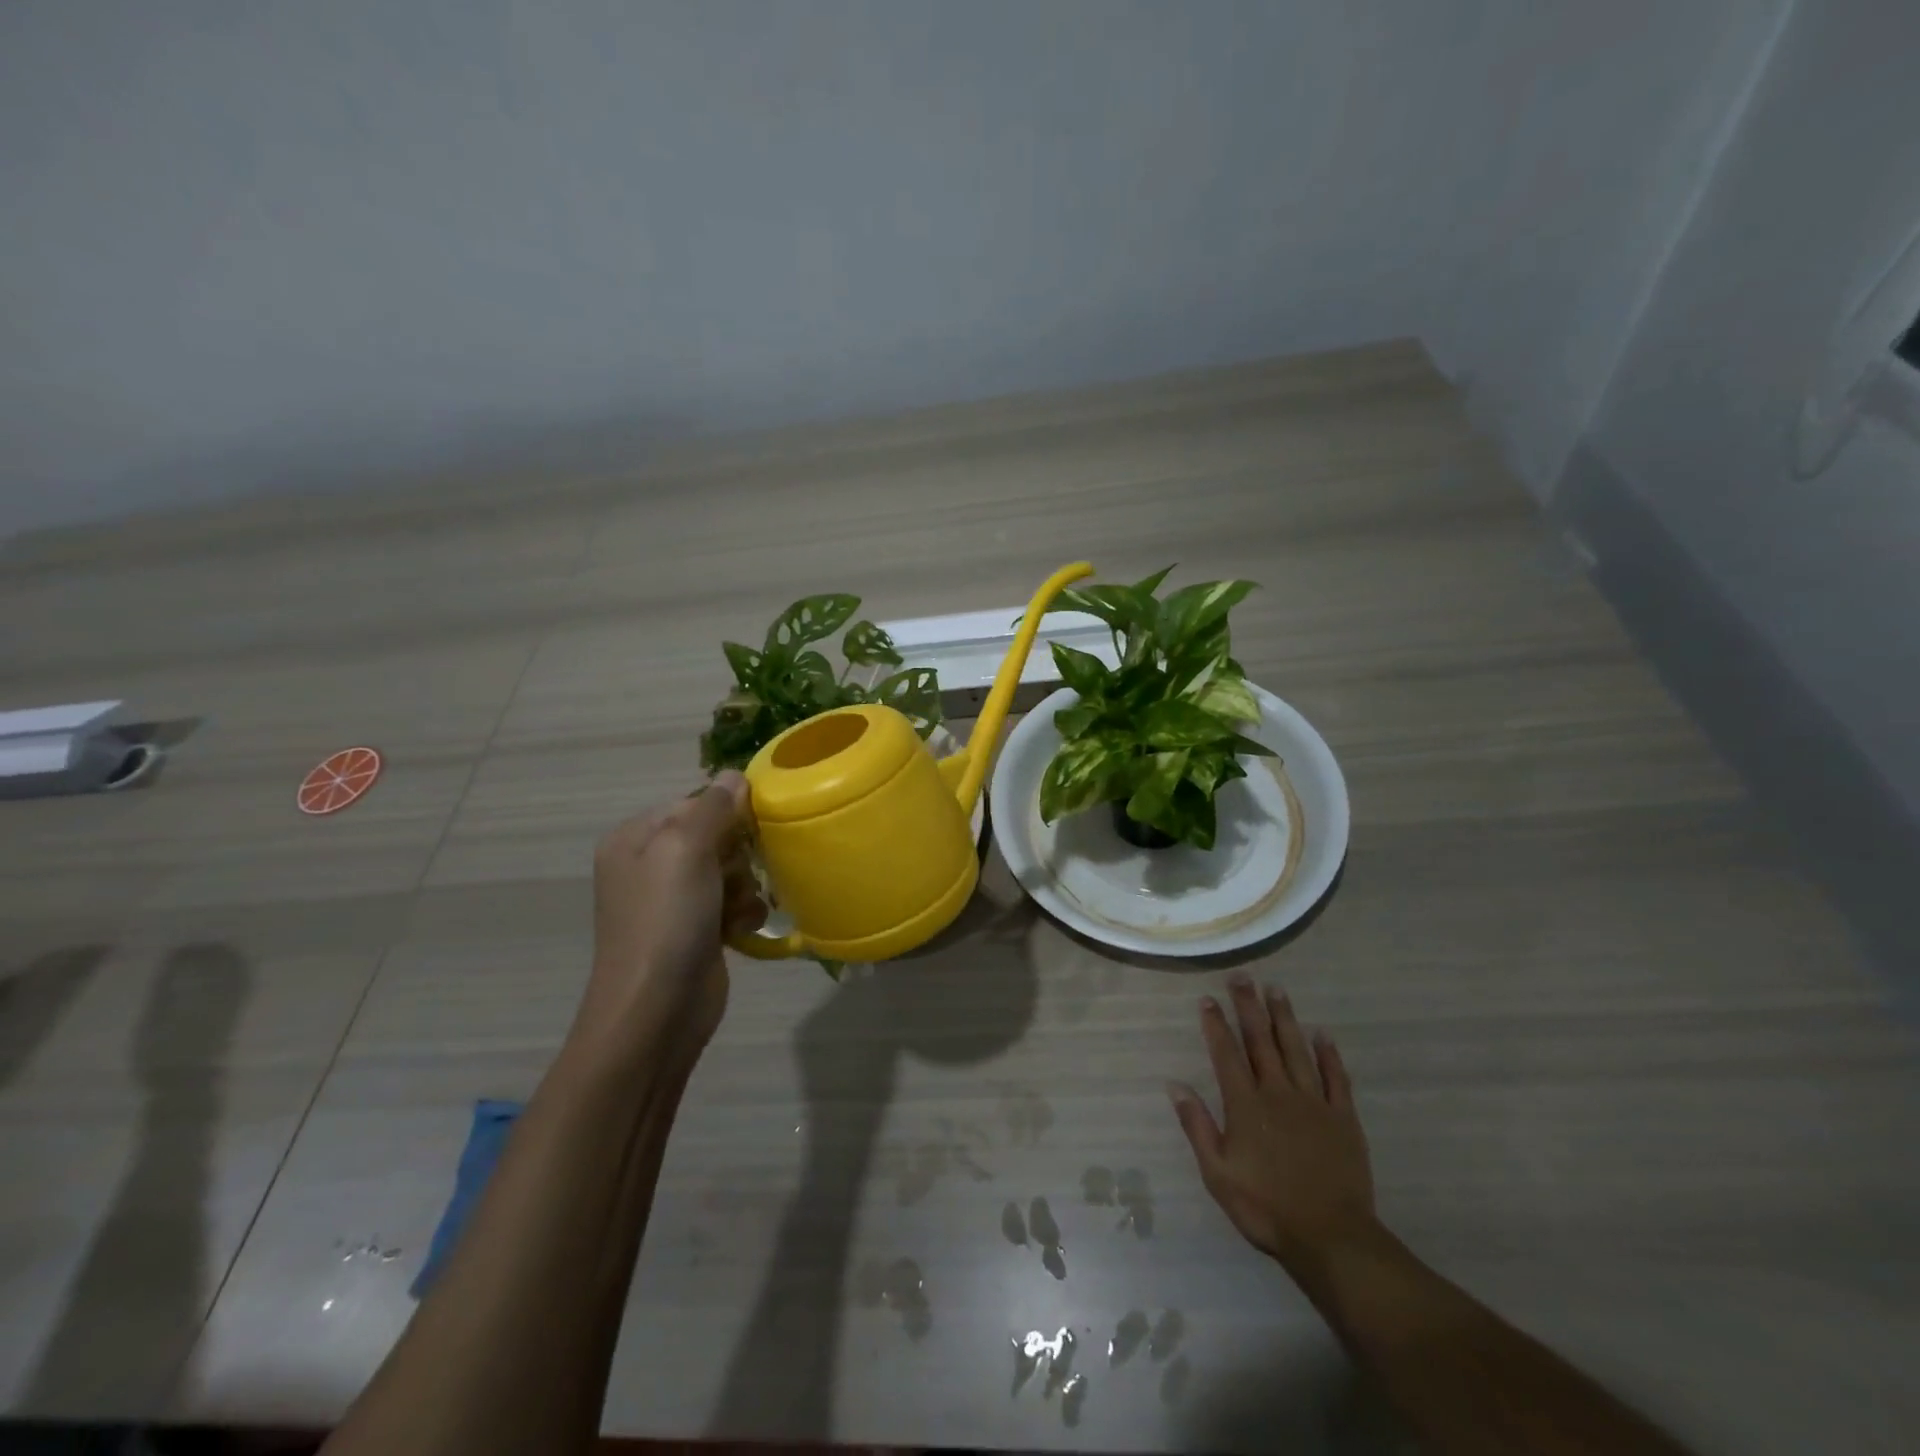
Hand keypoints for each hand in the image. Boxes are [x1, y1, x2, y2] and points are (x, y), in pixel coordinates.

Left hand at [576, 772, 767, 1064]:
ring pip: (731, 869)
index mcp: (635, 837)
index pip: (694, 802)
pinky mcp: (697, 929)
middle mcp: (650, 864)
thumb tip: (734, 775)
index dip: (726, 812)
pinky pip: (733, 902)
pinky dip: (743, 912)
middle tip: (735, 875)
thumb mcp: (685, 849)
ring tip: (737, 908)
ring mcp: (673, 900)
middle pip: (716, 835)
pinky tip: (740, 929)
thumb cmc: (666, 920)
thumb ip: (713, 807)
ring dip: (744, 886)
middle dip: (737, 854)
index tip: (748, 829)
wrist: (655, 1010)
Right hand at [1169, 976, 1376, 1275]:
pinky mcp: (1343, 1118)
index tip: (1208, 998)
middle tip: (1242, 977)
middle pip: (1260, 1041)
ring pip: (1296, 1049)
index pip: (1226, 1054)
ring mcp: (1314, 1103)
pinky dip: (1329, 1054)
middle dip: (1248, 1006)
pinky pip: (1336, 1078)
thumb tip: (1174, 1085)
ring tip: (1277, 990)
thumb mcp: (1217, 1173)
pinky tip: (1322, 1034)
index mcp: (1245, 1105)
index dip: (1215, 1024)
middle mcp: (1278, 1093)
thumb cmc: (1266, 1207)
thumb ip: (1197, 1126)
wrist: (1332, 1238)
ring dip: (1284, 1018)